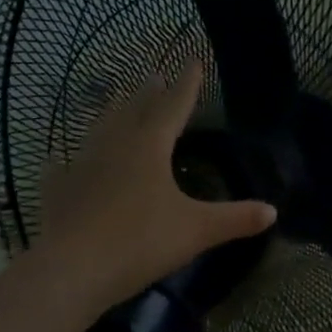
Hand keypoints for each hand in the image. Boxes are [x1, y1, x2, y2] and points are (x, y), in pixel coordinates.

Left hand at [36, 63, 275, 310]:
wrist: (71, 272)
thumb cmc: (140, 242)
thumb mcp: (197, 231)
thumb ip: (235, 218)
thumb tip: (272, 211)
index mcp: (149, 147)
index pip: (173, 106)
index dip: (186, 84)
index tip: (193, 60)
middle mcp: (115, 147)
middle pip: (134, 110)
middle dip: (148, 93)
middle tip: (154, 74)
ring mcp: (82, 167)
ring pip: (99, 130)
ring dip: (111, 113)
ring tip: (116, 99)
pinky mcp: (58, 193)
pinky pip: (64, 169)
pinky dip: (67, 161)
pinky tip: (61, 159)